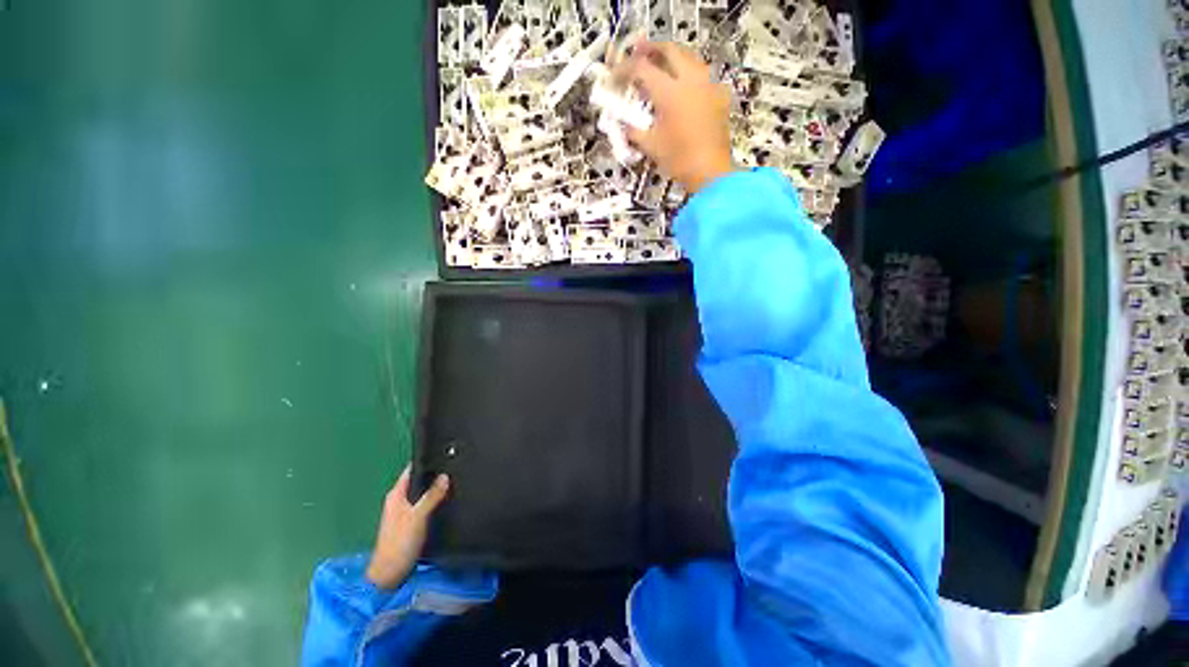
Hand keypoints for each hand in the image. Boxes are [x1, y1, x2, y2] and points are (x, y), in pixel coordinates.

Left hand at [365, 466, 449, 588]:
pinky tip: (446, 502)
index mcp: (396, 495)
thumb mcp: (418, 517)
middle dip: (434, 474)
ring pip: (422, 494)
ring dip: (434, 489)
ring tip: (454, 482)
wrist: (389, 575)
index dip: (426, 460)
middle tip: (454, 466)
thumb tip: (445, 476)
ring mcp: (403, 513)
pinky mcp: (409, 524)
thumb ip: (431, 496)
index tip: (443, 453)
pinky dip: (434, 501)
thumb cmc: (399, 543)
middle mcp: (398, 501)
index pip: (411, 470)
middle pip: (418, 481)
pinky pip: (424, 505)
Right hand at [617, 41, 734, 193]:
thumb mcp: (651, 146)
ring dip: (672, 57)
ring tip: (660, 67)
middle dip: (650, 50)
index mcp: (669, 92)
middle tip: (638, 55)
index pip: (641, 68)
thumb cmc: (679, 160)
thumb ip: (633, 130)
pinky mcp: (719, 95)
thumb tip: (624, 123)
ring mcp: (707, 85)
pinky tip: (684, 87)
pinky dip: (689, 74)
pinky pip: (703, 74)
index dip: (624, 69)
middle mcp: (690, 80)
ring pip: (689, 57)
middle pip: (668, 49)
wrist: (710, 172)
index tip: (616, 77)